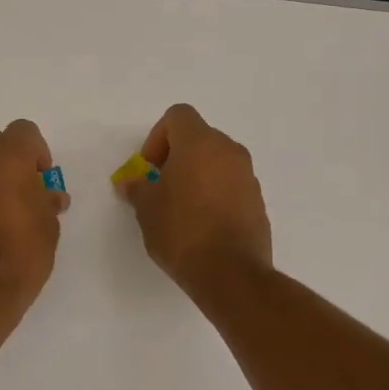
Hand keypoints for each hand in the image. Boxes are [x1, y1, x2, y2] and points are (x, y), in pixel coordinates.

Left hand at [0, 119, 68, 307]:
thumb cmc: (23, 251)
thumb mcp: (49, 225)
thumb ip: (48, 201)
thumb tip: (49, 196)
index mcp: (7, 157)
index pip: (24, 130)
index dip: (38, 150)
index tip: (43, 177)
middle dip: (13, 158)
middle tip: (27, 189)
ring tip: (9, 207)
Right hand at [117, 104, 272, 294]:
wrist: (230, 273)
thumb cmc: (182, 230)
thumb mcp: (146, 208)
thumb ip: (137, 188)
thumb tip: (131, 182)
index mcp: (200, 143)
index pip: (178, 116)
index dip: (158, 137)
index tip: (149, 168)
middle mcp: (228, 151)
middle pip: (198, 137)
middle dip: (176, 156)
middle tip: (160, 186)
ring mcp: (248, 176)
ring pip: (216, 161)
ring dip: (197, 175)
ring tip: (180, 208)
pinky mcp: (258, 201)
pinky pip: (231, 184)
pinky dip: (215, 193)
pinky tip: (201, 224)